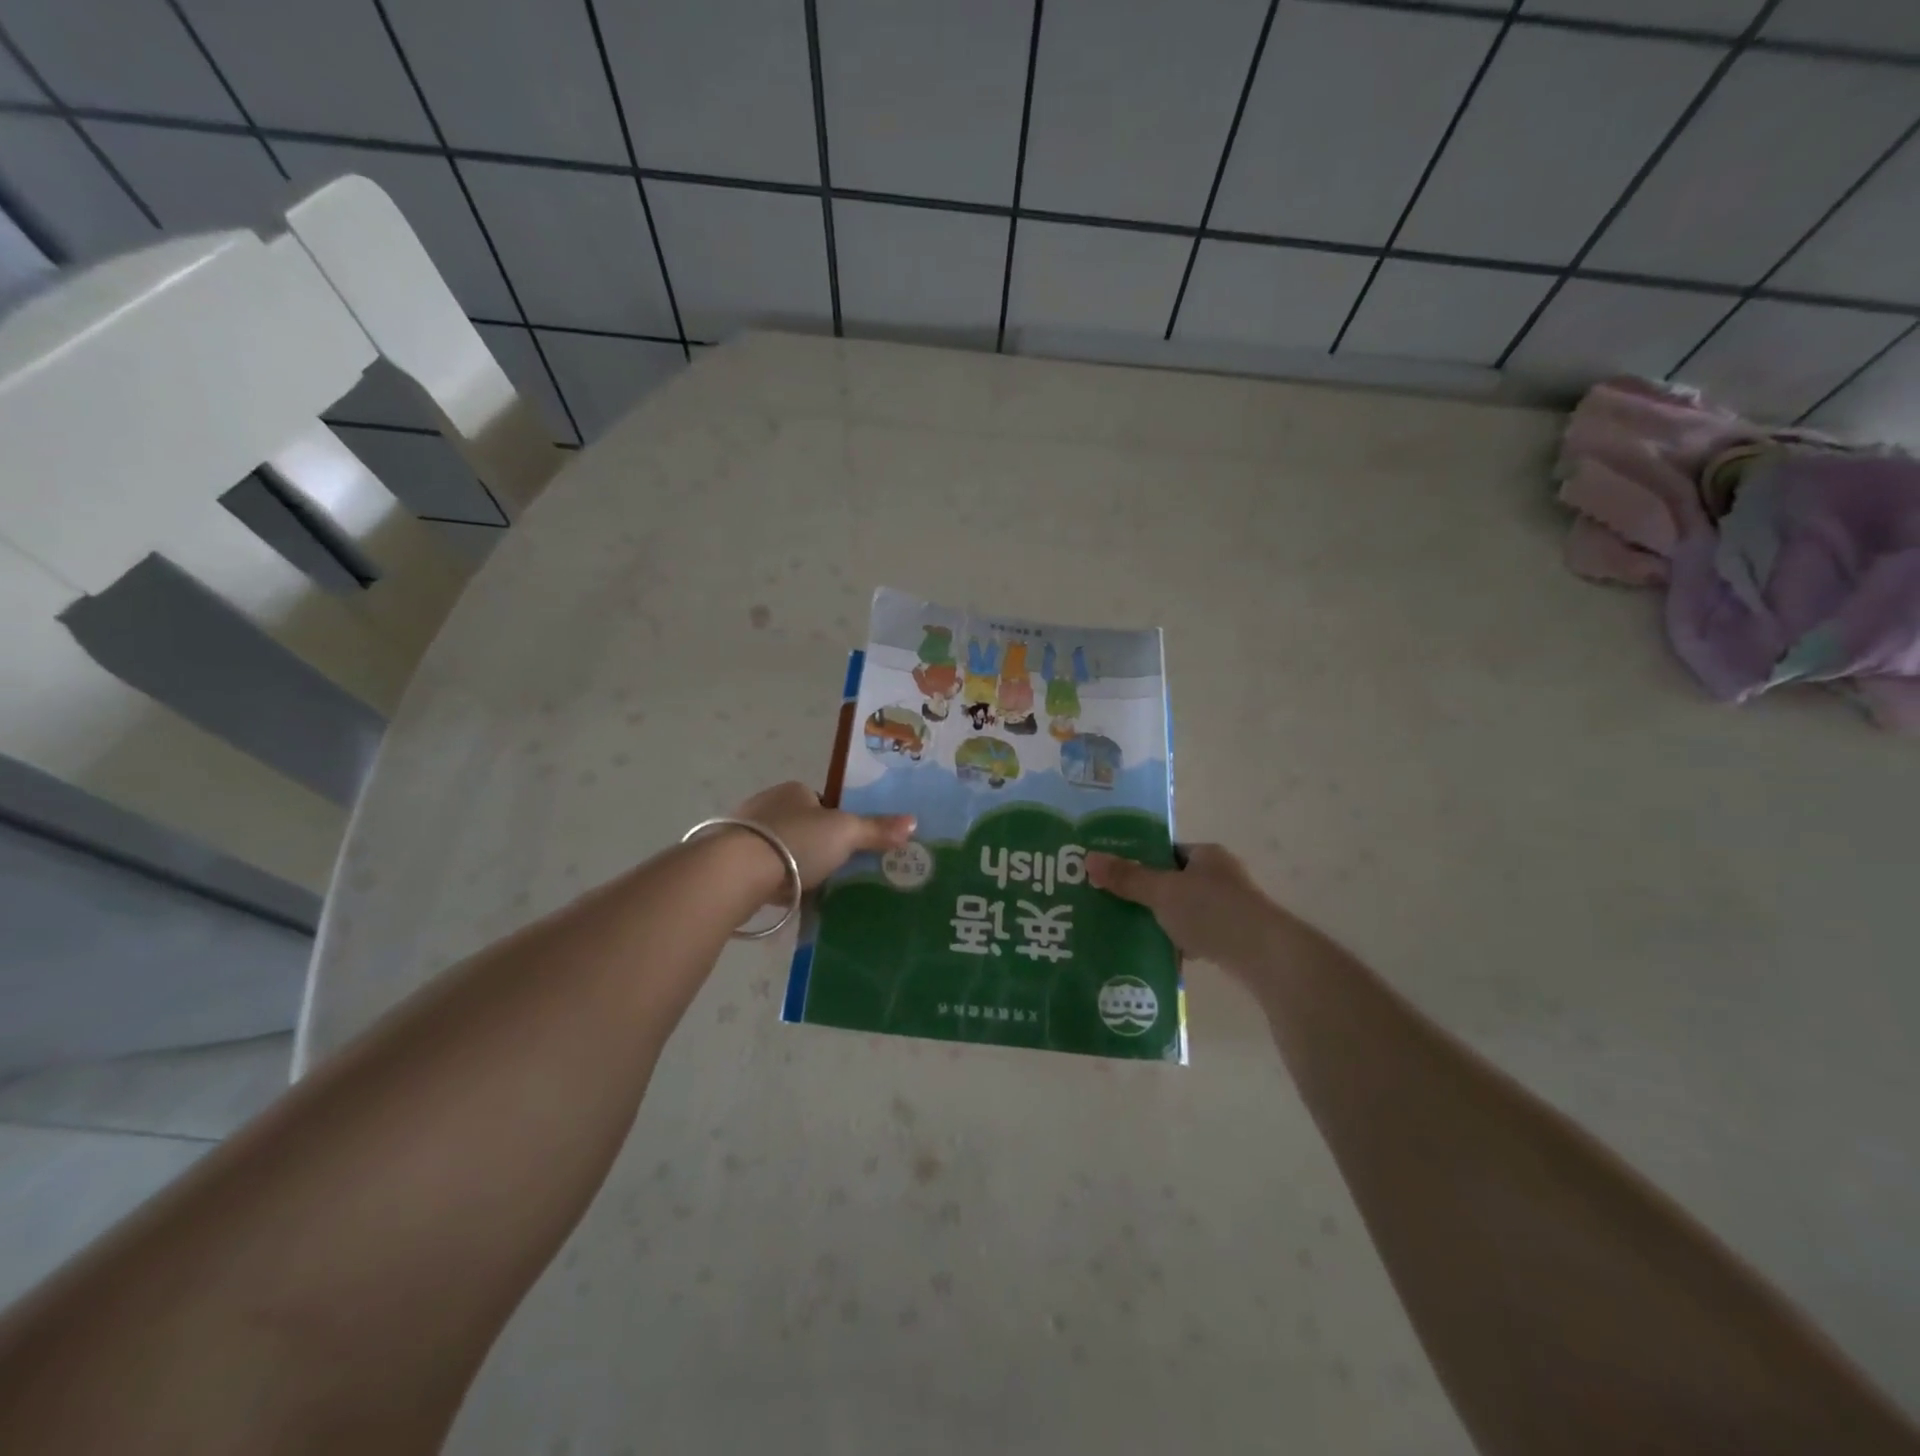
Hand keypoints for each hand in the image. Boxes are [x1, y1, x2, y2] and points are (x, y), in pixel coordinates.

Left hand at [733, 781, 914, 890]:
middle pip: (800, 825)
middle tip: (831, 871)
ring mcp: (743, 832)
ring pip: (778, 847)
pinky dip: (771, 881)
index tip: (846, 847)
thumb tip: (914, 822)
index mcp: (794, 790)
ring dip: (790, 864)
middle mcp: (766, 804)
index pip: (822, 803)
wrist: (736, 870)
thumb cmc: (796, 841)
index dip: (836, 823)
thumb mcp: (846, 833)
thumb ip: (877, 829)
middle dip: (813, 845)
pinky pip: (759, 869)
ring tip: (808, 888)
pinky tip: (781, 898)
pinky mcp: (728, 860)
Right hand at [1087, 843, 1289, 971]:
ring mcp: (1229, 908)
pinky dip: (1178, 943)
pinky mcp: (1233, 937)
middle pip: (1172, 882)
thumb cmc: (1213, 912)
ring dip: (1160, 921)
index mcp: (1206, 855)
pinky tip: (1157, 954)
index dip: (1139, 860)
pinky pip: (1196, 935)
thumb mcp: (1163, 892)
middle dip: (1145, 894)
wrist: (1266, 956)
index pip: (1166, 851)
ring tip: (1127, 931)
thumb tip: (1088, 859)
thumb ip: (1128, 878)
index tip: (1112, 875)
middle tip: (1112, 904)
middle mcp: (1220, 877)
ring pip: (1183, 911)